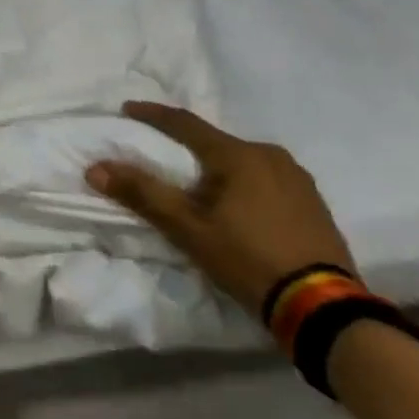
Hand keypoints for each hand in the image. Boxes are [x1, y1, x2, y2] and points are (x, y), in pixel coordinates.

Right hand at [85, 102, 355, 315]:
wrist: (323, 308)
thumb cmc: (248, 259)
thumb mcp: (188, 229)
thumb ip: (142, 194)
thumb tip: (96, 168)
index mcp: (238, 155)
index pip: (185, 123)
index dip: (153, 115)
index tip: (128, 109)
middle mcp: (270, 155)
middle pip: (216, 143)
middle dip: (188, 148)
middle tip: (165, 160)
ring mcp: (297, 178)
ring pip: (243, 161)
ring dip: (218, 168)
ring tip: (201, 188)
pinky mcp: (314, 202)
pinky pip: (267, 179)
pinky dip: (244, 184)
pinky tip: (239, 207)